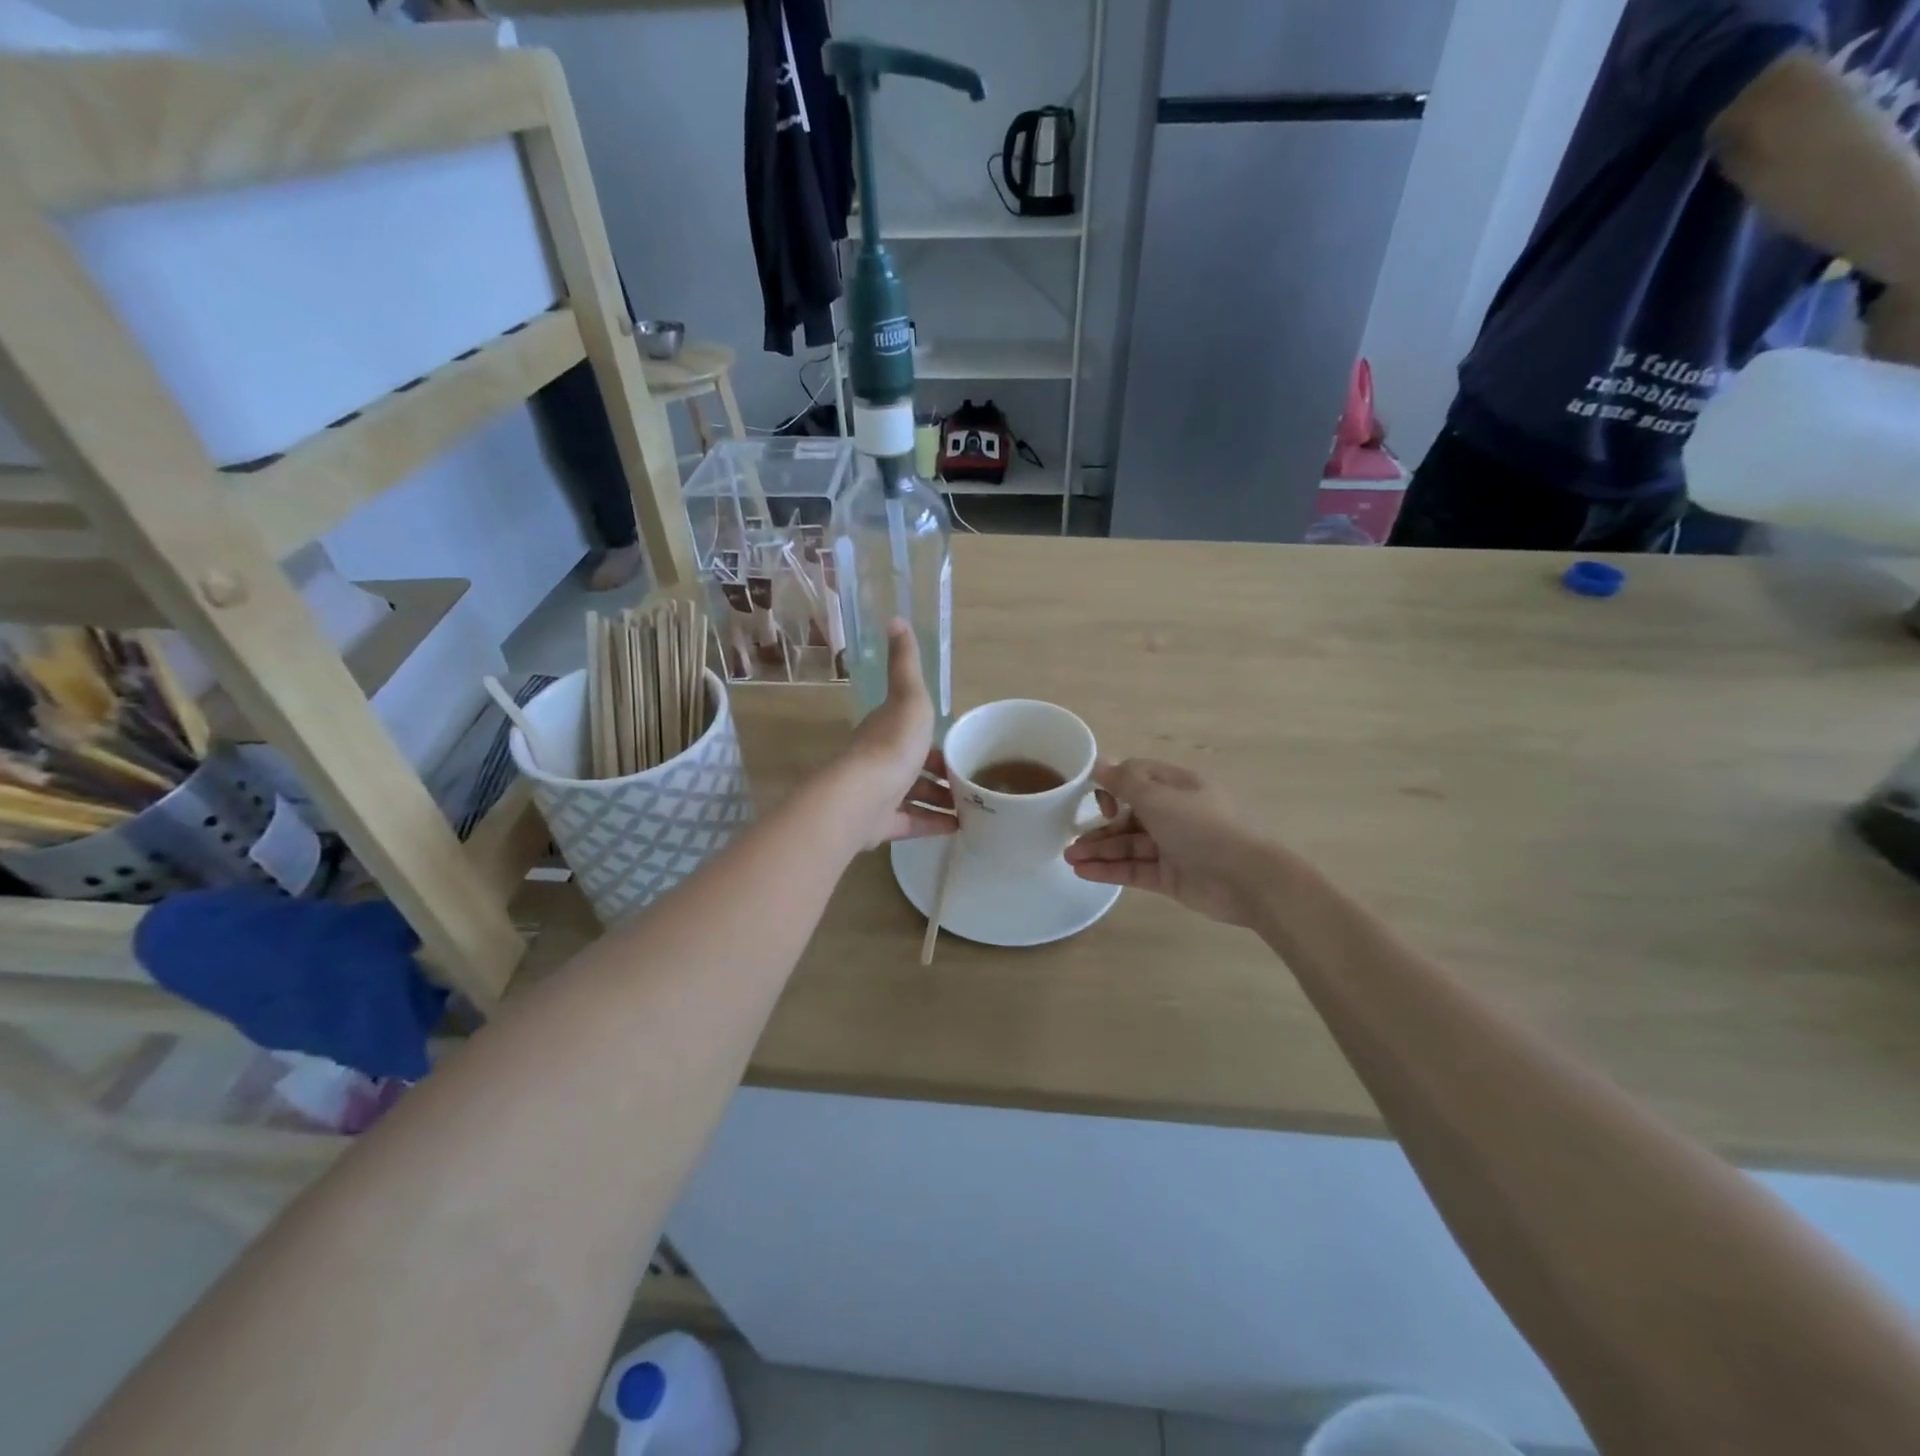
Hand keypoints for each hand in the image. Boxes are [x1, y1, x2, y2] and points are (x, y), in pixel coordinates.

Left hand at [832, 621, 956, 849]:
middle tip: (975, 779)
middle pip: (915, 765)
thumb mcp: (909, 696)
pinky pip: (912, 823)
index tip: (962, 745)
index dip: (936, 737)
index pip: (913, 731)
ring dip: (942, 800)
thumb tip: (895, 618)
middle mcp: (880, 761)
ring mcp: (879, 795)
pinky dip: (935, 824)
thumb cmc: (892, 744)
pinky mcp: (881, 825)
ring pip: (915, 797)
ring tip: (975, 806)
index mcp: (886, 730)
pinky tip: (959, 827)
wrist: (863, 795)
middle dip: (942, 772)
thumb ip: (905, 663)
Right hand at [1066, 759, 1266, 926]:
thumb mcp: (1159, 798)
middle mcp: (1174, 813)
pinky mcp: (1170, 877)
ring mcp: (1172, 847)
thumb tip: (1099, 762)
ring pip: (1128, 845)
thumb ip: (1125, 782)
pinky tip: (1083, 873)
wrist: (1247, 879)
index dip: (1112, 786)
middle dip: (1099, 826)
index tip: (1099, 802)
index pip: (1136, 778)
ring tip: (1068, 859)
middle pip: (1128, 815)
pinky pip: (1134, 869)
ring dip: (1098, 850)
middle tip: (1069, 839)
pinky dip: (1110, 870)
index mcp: (1176, 786)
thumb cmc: (1202, 828)